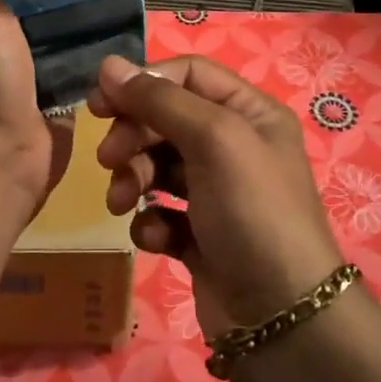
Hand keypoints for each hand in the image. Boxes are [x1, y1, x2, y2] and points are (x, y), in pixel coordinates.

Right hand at [90, 54, 343, 334]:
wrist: (280, 317)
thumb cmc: (253, 212)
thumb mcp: (214, 140)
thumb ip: (159, 101)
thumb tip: (108, 65)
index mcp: (249, 113)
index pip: (187, 75)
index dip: (143, 83)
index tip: (100, 102)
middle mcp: (234, 147)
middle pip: (165, 120)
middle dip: (133, 136)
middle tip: (108, 159)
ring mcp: (216, 193)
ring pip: (156, 167)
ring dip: (133, 180)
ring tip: (122, 205)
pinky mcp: (200, 235)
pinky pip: (161, 213)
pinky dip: (151, 222)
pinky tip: (157, 239)